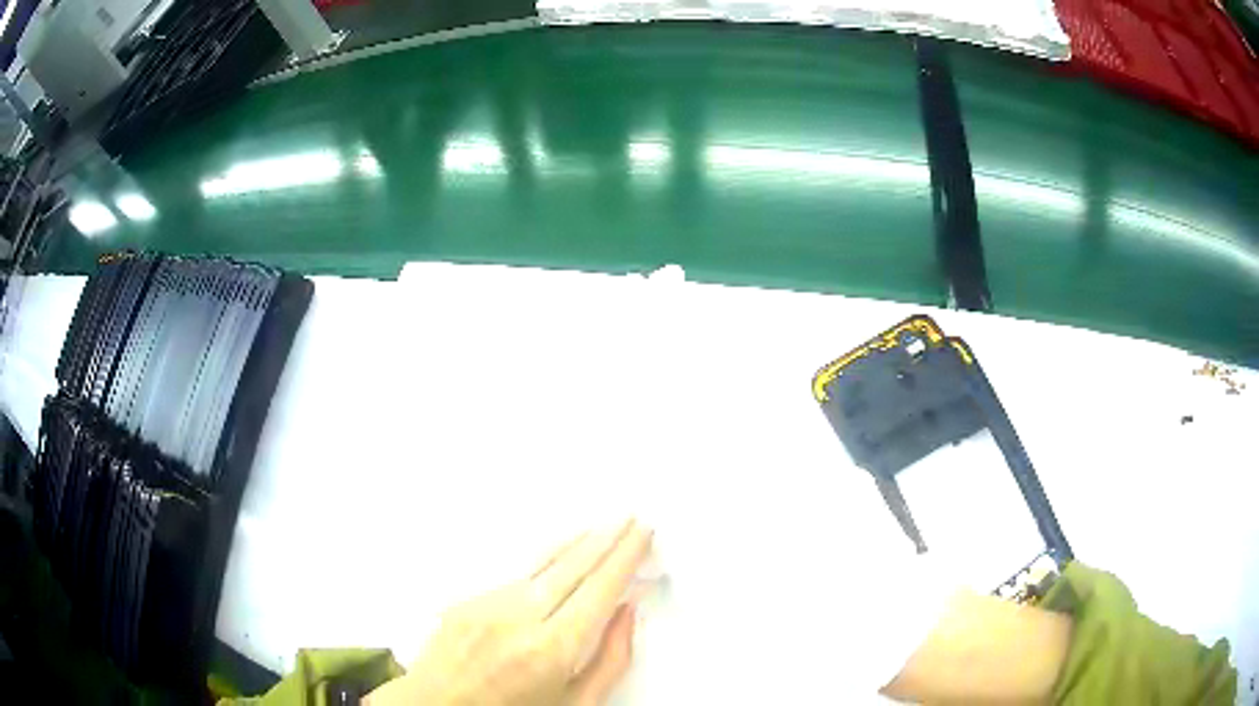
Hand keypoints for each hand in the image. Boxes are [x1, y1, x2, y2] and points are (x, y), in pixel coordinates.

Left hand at [366, 519, 653, 705]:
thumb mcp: (576, 703)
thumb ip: (610, 661)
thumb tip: (626, 612)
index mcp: (550, 650)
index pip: (599, 590)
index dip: (625, 557)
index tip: (642, 533)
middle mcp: (517, 619)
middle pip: (571, 565)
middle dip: (605, 537)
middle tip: (629, 517)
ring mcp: (485, 606)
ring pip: (539, 563)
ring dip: (574, 544)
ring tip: (601, 528)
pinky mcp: (464, 602)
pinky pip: (513, 576)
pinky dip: (541, 564)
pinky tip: (556, 559)